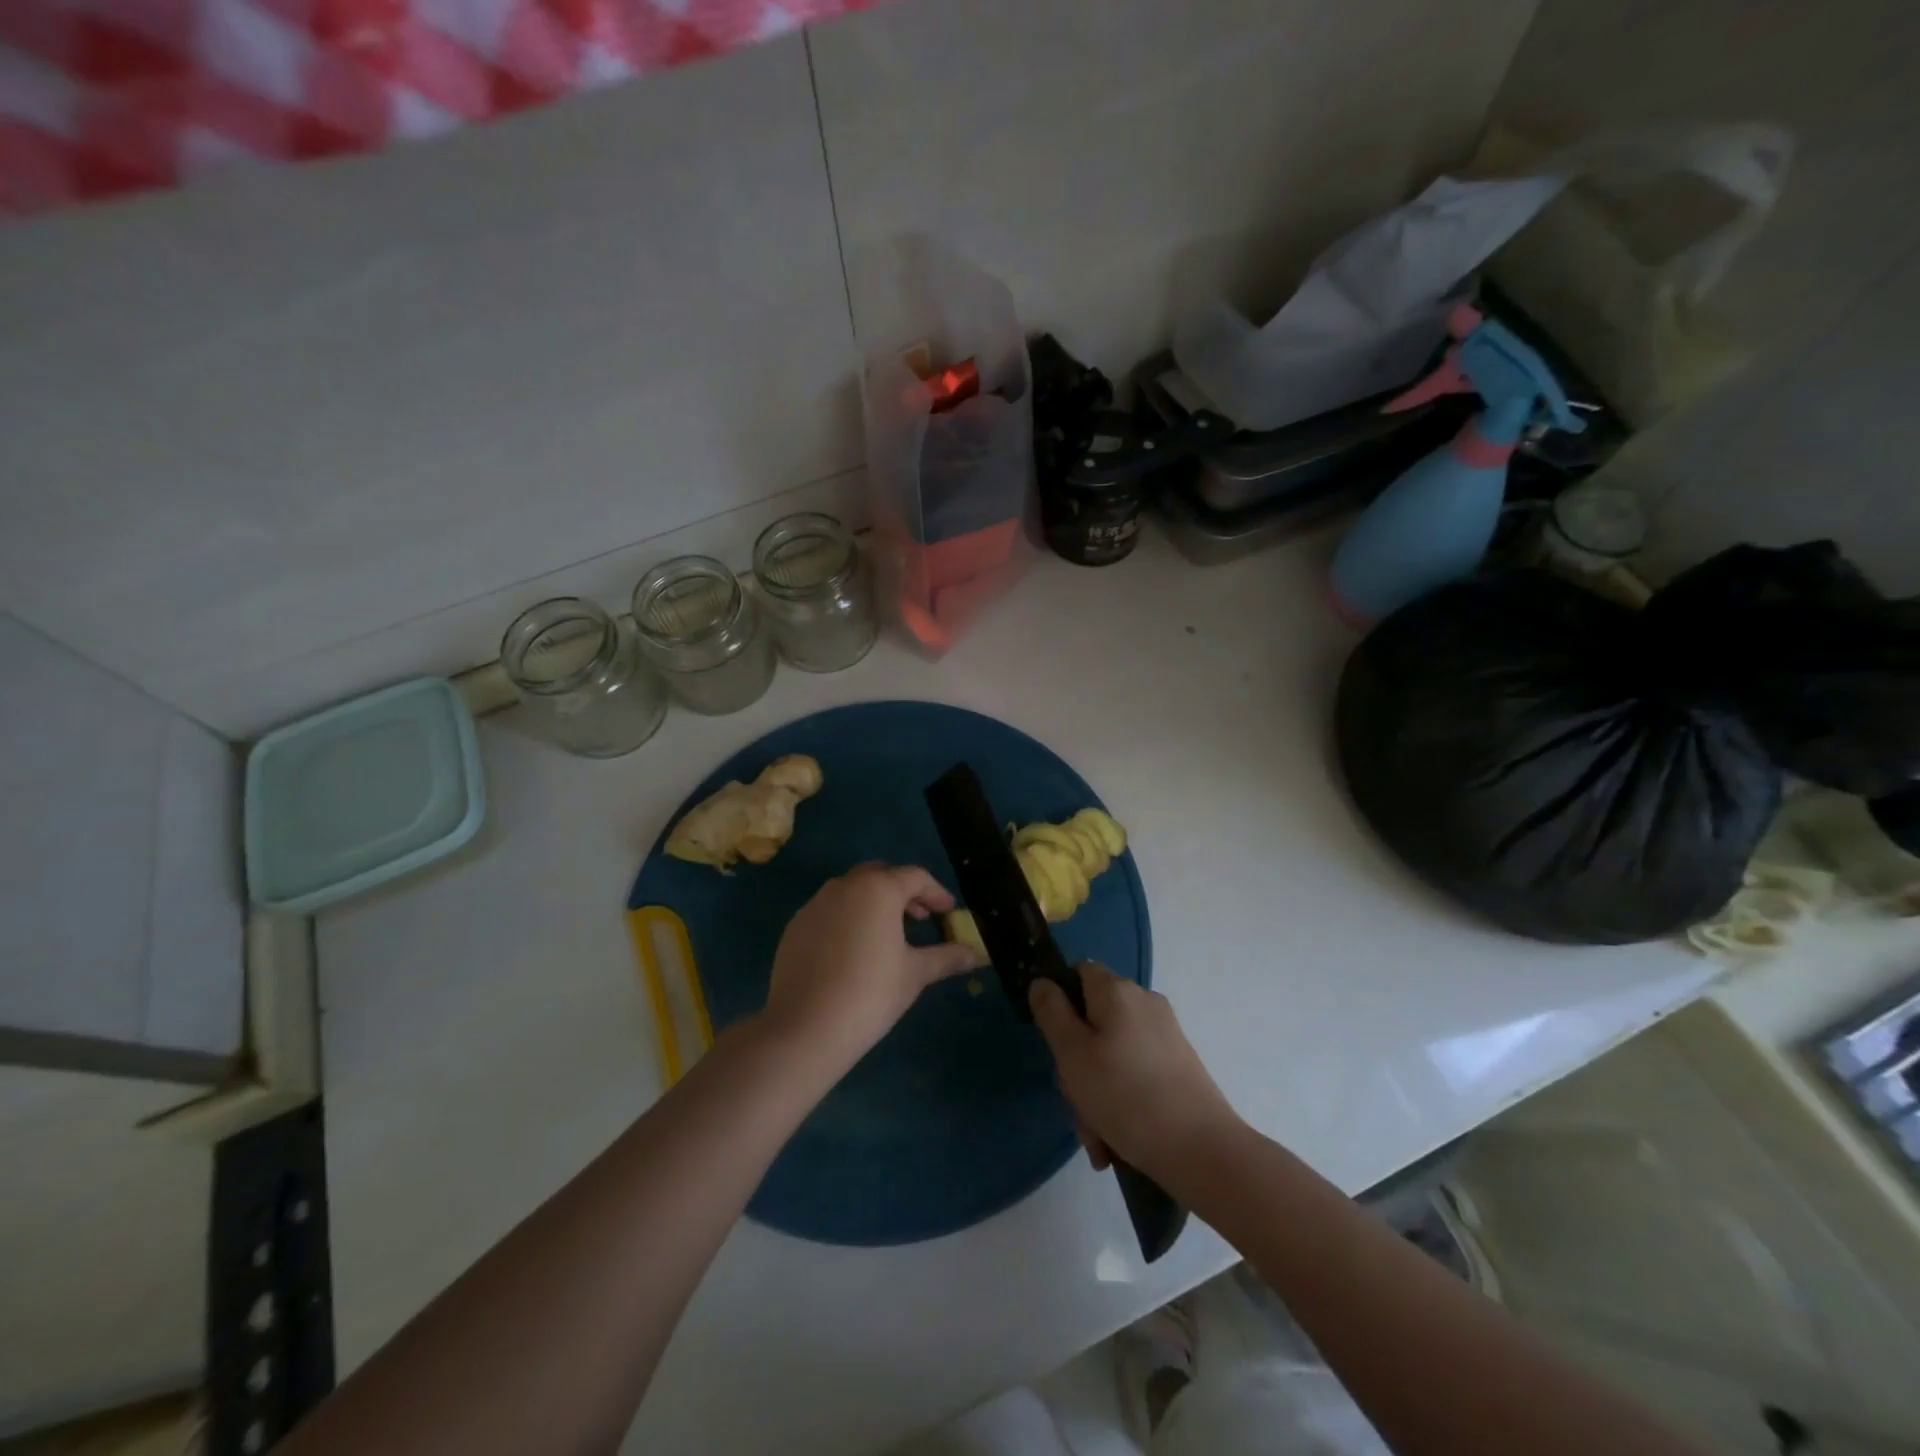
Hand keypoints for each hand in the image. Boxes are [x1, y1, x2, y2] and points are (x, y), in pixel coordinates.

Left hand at [762, 864, 981, 1069]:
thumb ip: (946, 957)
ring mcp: (815, 904)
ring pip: (852, 891)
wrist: (804, 1027)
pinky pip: (829, 911)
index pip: (915, 877)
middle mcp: (844, 886)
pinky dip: (848, 919)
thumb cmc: (870, 993)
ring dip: (874, 903)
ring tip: (888, 933)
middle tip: (920, 918)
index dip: (936, 893)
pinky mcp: (795, 927)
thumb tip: (976, 954)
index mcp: (878, 889)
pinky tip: (854, 950)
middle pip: (881, 876)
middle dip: (903, 892)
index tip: (948, 912)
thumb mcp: (915, 974)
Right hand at [1030, 965, 1238, 1180]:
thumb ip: (1052, 1012)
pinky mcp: (1178, 1064)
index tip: (1054, 1041)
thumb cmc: (1126, 1096)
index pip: (1079, 972)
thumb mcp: (1072, 1054)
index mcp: (1117, 991)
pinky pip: (1135, 1072)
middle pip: (1094, 1019)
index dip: (1060, 1000)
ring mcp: (1165, 1034)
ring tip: (1097, 1137)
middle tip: (1076, 1103)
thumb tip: (1042, 982)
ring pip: (1112, 1053)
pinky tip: (1116, 1141)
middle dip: (1077, 1063)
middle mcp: (1144, 1002)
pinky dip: (1121, 1100)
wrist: (1203, 1150)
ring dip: (1096, 1092)